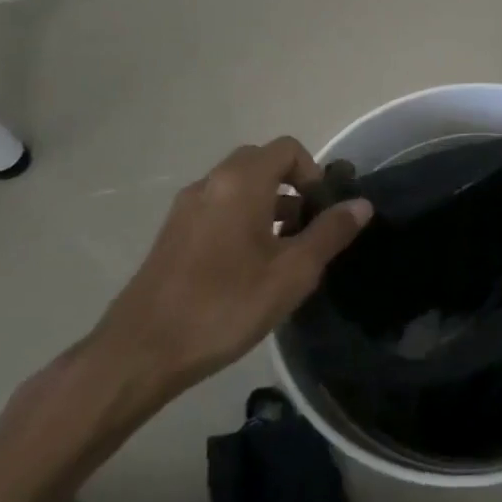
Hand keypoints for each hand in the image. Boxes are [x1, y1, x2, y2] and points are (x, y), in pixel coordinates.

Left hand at [88, 140, 371, 403]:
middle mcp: (210, 183)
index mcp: (240, 183)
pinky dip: (242, 219)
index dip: (314, 173)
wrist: (140, 353)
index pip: (288, 149)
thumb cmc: (225, 305)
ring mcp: (186, 208)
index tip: (322, 212)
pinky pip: (218, 208)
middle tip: (307, 227)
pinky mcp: (171, 234)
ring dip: (268, 204)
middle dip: (292, 186)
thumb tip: (361, 204)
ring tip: (284, 251)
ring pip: (238, 187)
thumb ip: (330, 233)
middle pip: (261, 162)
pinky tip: (249, 266)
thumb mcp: (293, 272)